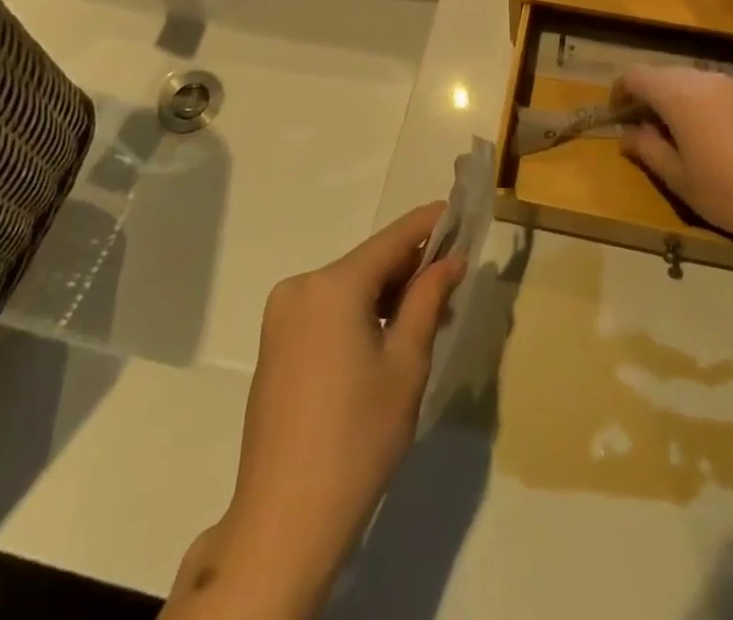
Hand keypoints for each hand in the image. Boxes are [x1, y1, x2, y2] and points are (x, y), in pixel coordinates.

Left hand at [181, 205, 465, 616]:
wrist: (285, 520)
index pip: (392, 239)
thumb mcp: (407, 364)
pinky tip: (386, 337)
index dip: (427, 224)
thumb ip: (428, 300)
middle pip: (368, 264)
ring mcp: (282, 316)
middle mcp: (301, 287)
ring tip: (428, 316)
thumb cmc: (358, 437)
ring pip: (347, 288)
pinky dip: (359, 314)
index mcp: (333, 285)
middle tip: (453, 281)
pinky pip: (327, 311)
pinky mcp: (275, 344)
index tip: (457, 211)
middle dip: (410, 269)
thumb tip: (451, 260)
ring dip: (386, 295)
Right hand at [616, 67, 732, 253]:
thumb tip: (628, 135)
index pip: (636, 75)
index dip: (621, 92)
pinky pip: (724, 92)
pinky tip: (723, 141)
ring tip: (686, 136)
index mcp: (679, 94)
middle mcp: (707, 78)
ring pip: (697, 82)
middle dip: (651, 96)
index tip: (618, 117)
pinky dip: (711, 106)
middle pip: (667, 74)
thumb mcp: (680, 179)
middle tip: (648, 130)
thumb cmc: (731, 192)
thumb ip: (649, 150)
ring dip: (682, 100)